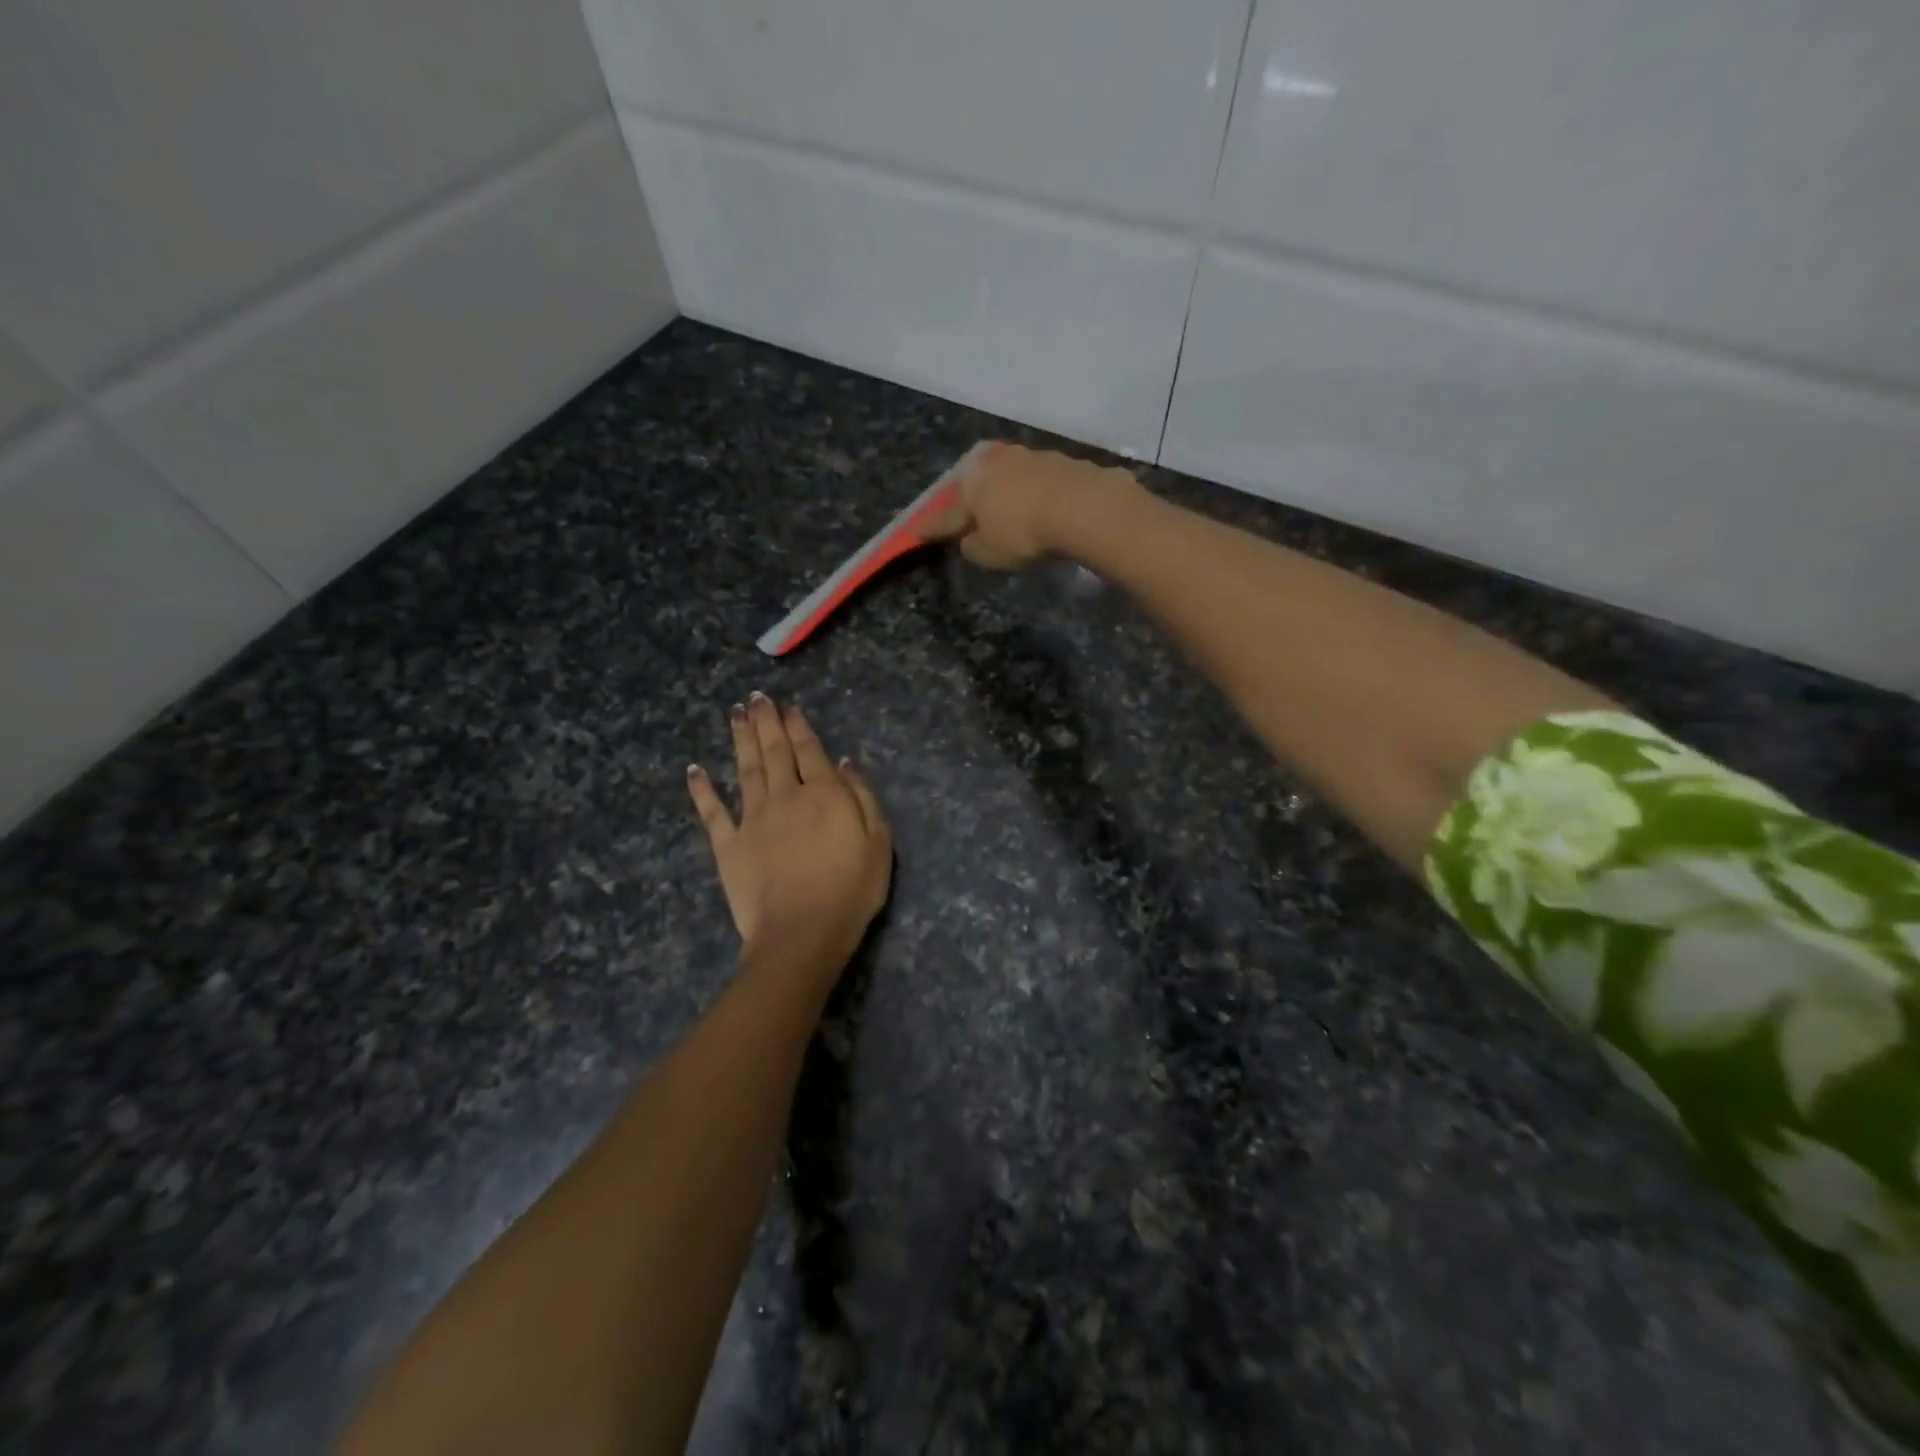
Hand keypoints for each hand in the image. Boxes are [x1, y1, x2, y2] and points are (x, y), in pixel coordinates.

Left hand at [687, 694, 891, 973]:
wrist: (802, 932)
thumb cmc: (851, 890)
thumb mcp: (878, 842)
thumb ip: (862, 797)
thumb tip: (844, 763)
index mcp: (823, 794)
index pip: (810, 750)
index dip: (798, 726)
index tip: (788, 706)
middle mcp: (785, 796)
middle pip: (774, 751)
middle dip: (766, 722)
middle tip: (756, 697)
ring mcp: (752, 819)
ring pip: (745, 770)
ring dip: (740, 740)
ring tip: (735, 714)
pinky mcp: (728, 845)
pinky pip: (712, 812)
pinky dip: (702, 789)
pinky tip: (695, 769)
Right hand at [923, 441, 1140, 569]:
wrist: (1085, 506)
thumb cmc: (1025, 533)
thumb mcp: (989, 553)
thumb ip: (973, 546)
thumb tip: (969, 539)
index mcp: (972, 485)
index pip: (946, 512)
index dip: (933, 526)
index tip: (918, 531)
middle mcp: (997, 464)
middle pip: (977, 484)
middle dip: (971, 498)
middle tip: (969, 513)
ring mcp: (1031, 458)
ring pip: (1010, 476)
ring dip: (1006, 491)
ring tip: (1008, 507)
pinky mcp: (1063, 461)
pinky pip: (1040, 480)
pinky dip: (1036, 492)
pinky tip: (1043, 504)